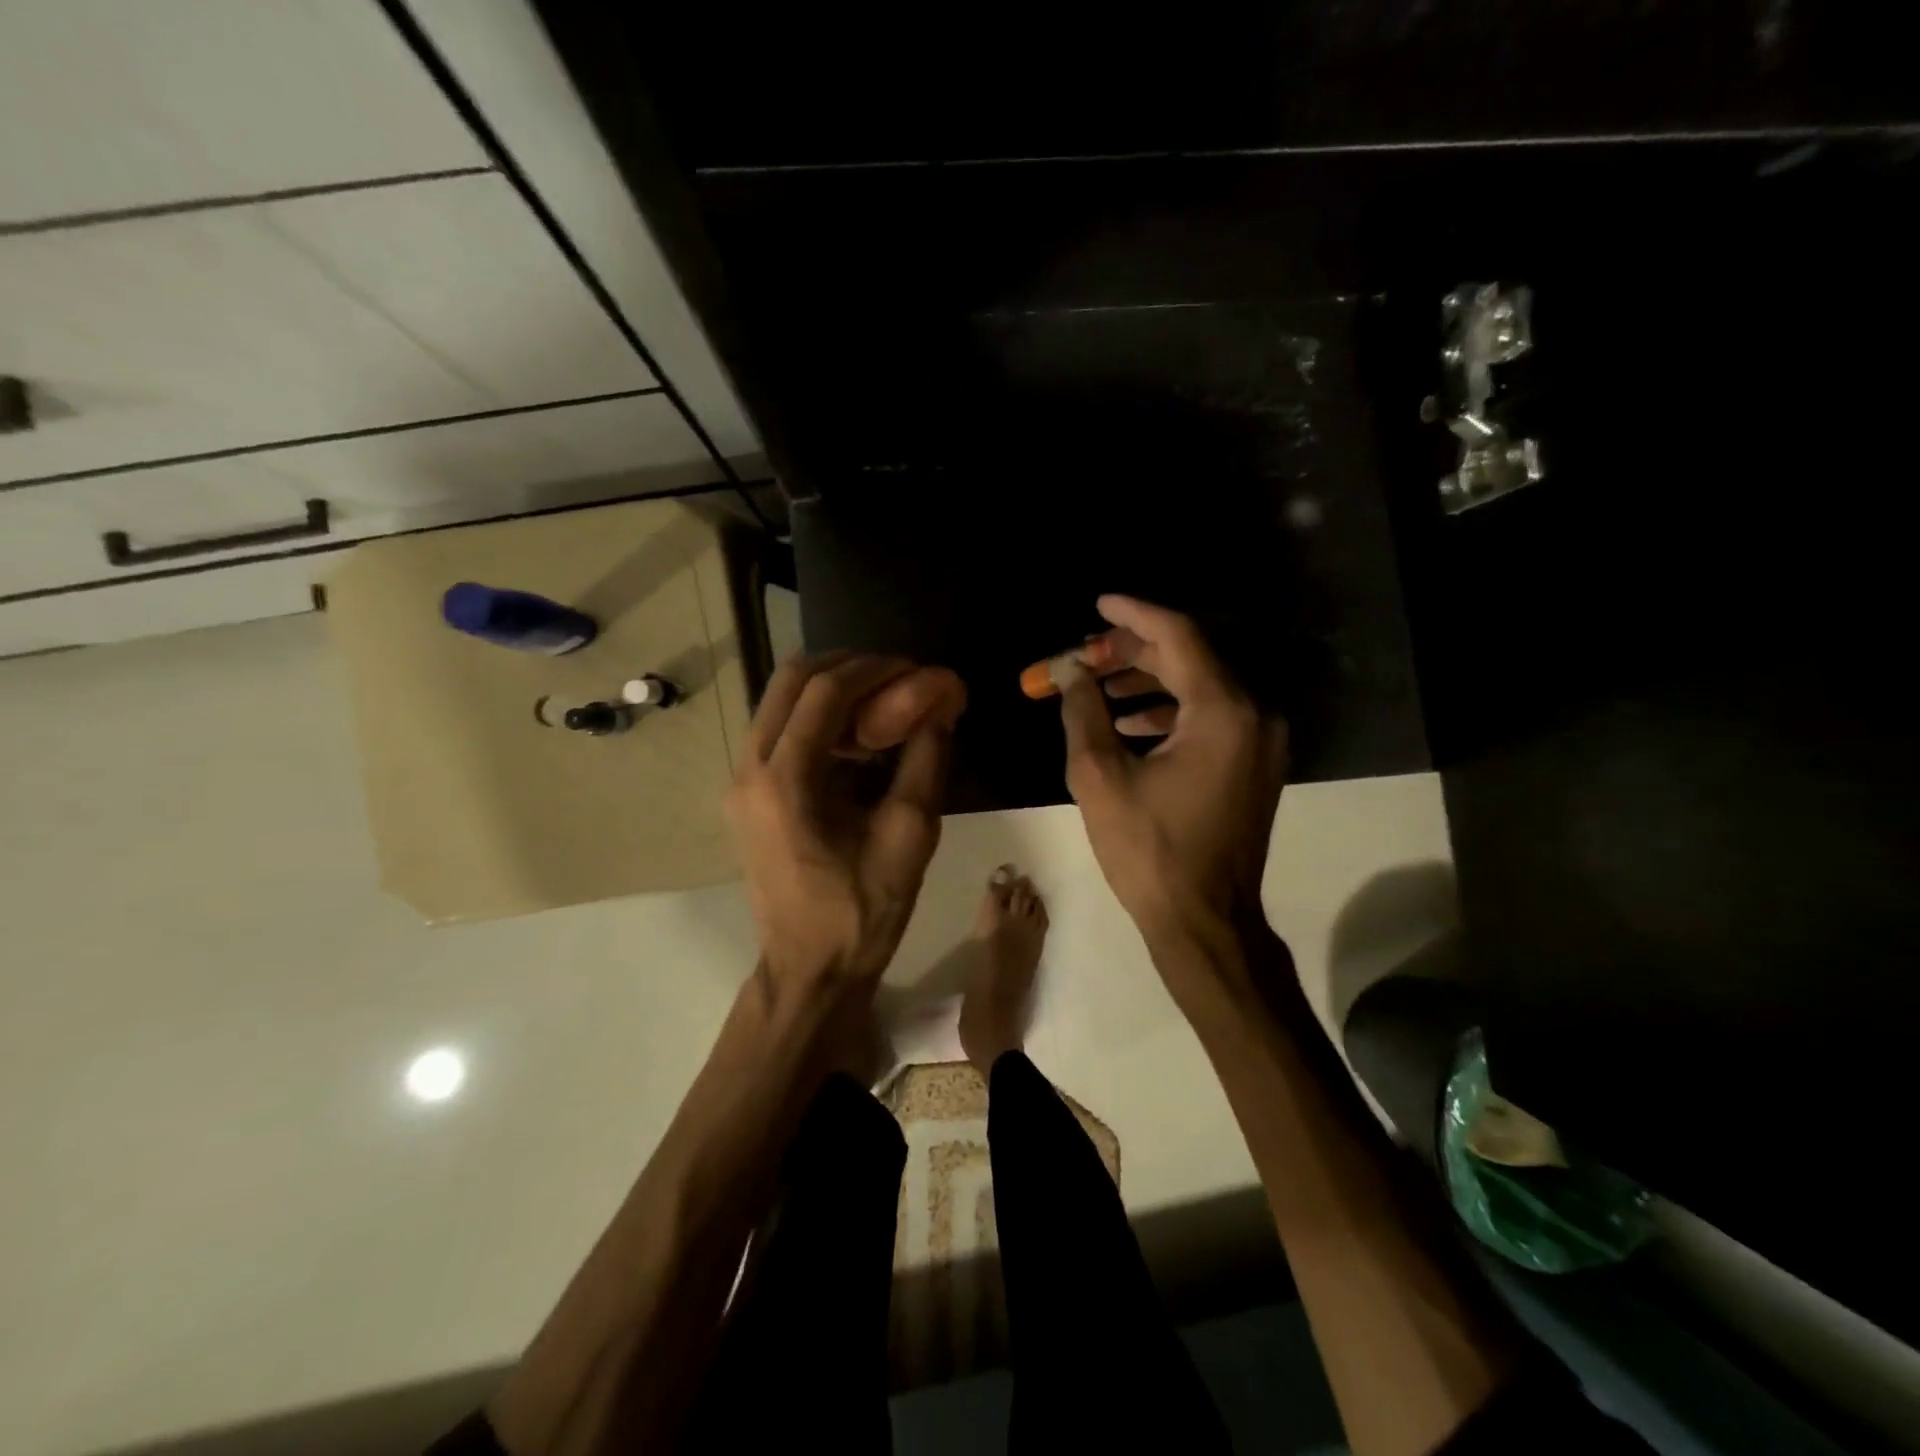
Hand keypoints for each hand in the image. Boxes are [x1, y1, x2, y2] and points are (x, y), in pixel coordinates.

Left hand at [728, 653, 965, 989]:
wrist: (809, 971)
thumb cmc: (861, 913)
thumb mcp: (909, 834)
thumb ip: (926, 759)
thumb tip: (943, 701)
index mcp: (784, 780)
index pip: (826, 690)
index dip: (877, 670)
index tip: (918, 671)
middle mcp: (750, 769)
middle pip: (791, 680)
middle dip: (849, 667)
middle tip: (898, 677)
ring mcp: (741, 781)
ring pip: (780, 701)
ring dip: (832, 690)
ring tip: (884, 703)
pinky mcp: (746, 795)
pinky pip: (779, 730)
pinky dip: (818, 718)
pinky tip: (858, 738)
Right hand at [1059, 595, 1287, 950]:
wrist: (1205, 922)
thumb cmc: (1148, 851)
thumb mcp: (1099, 776)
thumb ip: (1083, 711)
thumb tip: (1071, 670)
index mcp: (1222, 711)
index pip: (1178, 637)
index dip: (1133, 616)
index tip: (1097, 604)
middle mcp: (1253, 715)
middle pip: (1191, 659)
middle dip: (1134, 652)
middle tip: (1086, 654)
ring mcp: (1260, 742)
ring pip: (1201, 688)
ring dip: (1149, 681)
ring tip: (1098, 685)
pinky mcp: (1254, 765)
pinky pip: (1210, 718)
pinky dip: (1169, 712)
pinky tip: (1128, 722)